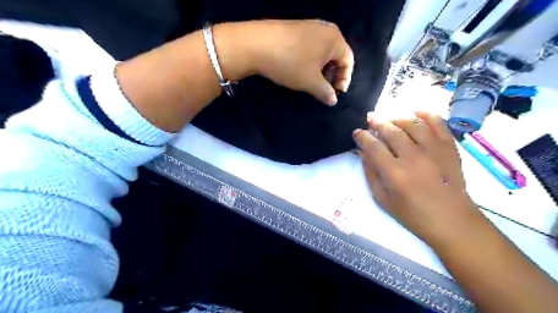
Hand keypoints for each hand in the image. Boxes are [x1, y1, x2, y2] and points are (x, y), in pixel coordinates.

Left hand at [215, 20, 352, 104]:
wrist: (257, 44)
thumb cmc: (291, 63)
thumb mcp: (311, 82)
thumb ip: (326, 92)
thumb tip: (333, 100)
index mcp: (334, 39)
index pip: (348, 60)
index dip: (344, 79)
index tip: (336, 93)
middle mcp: (324, 29)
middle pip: (336, 55)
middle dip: (332, 75)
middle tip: (324, 89)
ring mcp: (309, 27)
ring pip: (322, 52)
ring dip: (321, 70)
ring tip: (312, 82)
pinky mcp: (295, 29)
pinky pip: (310, 47)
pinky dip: (310, 61)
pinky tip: (300, 71)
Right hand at [355, 111, 481, 245]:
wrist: (451, 220)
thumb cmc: (412, 214)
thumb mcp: (382, 199)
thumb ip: (371, 173)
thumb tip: (364, 153)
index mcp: (394, 173)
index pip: (373, 146)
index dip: (362, 137)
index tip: (357, 133)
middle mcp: (413, 157)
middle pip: (391, 131)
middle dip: (377, 123)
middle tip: (370, 119)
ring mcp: (433, 150)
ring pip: (412, 124)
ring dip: (397, 119)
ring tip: (390, 121)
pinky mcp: (449, 148)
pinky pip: (438, 123)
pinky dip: (427, 114)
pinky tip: (416, 112)